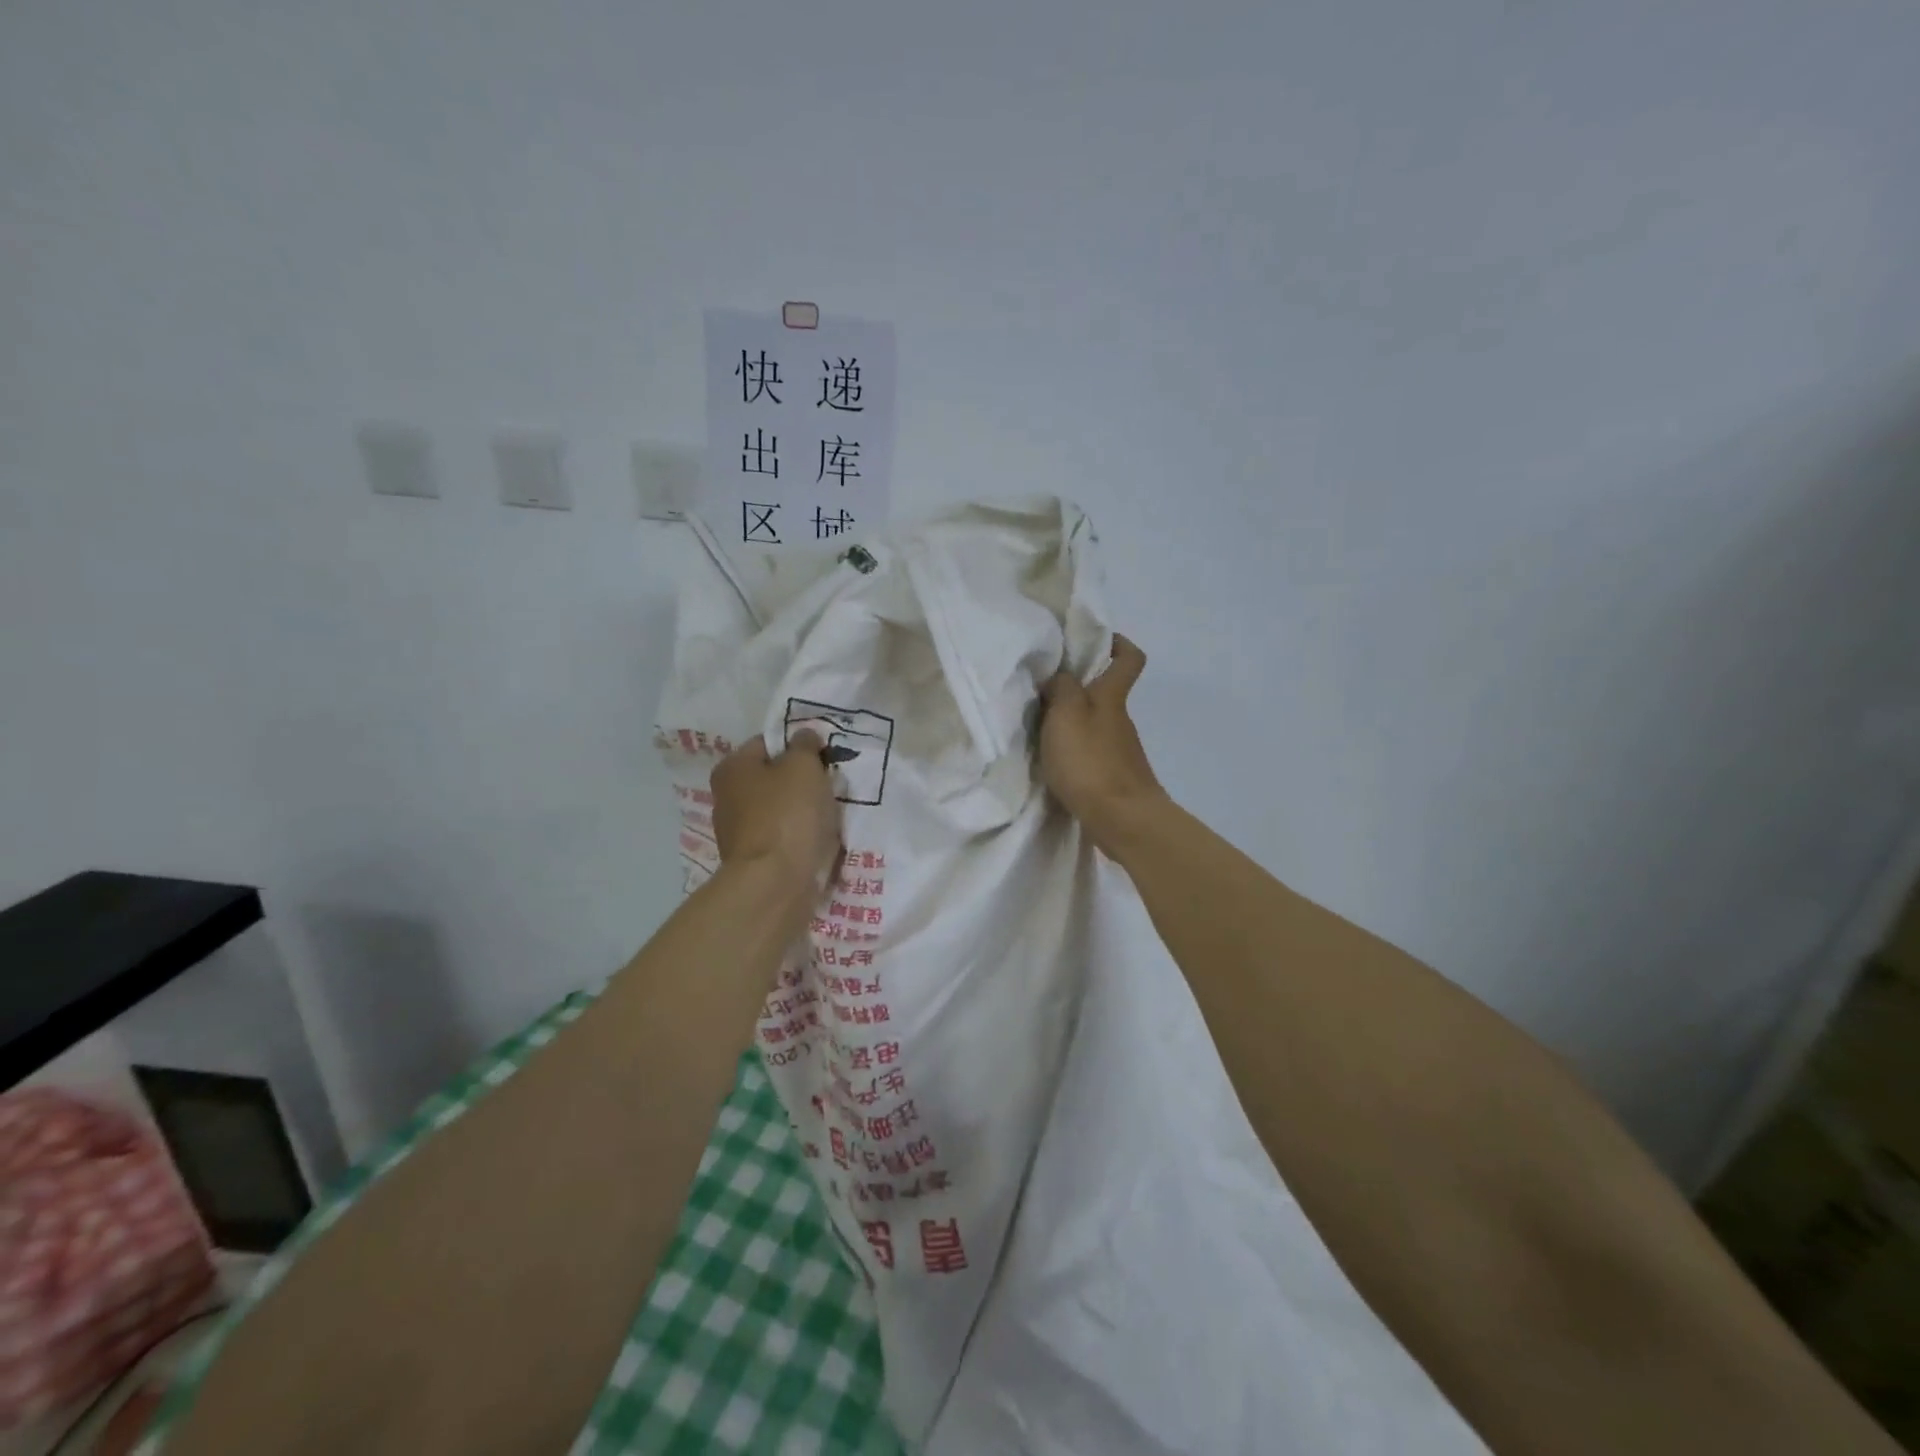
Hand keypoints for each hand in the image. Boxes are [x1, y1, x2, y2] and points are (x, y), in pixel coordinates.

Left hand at [711, 732, 841, 887]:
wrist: (776, 884)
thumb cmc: (788, 815)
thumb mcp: (803, 766)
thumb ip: (805, 745)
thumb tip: (804, 736)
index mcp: (732, 768)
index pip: (769, 742)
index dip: (799, 745)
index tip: (825, 756)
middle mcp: (727, 797)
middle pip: (774, 777)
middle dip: (803, 780)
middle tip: (831, 784)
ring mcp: (738, 832)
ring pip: (781, 809)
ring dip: (804, 810)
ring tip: (831, 814)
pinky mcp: (755, 860)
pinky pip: (784, 837)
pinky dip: (800, 836)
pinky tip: (820, 840)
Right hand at [1038, 635, 1166, 854]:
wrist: (1122, 819)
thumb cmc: (1091, 761)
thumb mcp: (1066, 714)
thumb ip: (1061, 688)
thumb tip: (1060, 677)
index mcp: (1112, 698)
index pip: (1129, 659)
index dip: (1118, 644)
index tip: (1096, 641)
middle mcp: (1120, 720)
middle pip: (1105, 694)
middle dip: (1078, 690)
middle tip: (1042, 693)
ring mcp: (1120, 752)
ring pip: (1096, 726)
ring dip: (1072, 725)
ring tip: (1039, 732)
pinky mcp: (1115, 779)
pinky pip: (1092, 754)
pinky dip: (1075, 754)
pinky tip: (1054, 764)